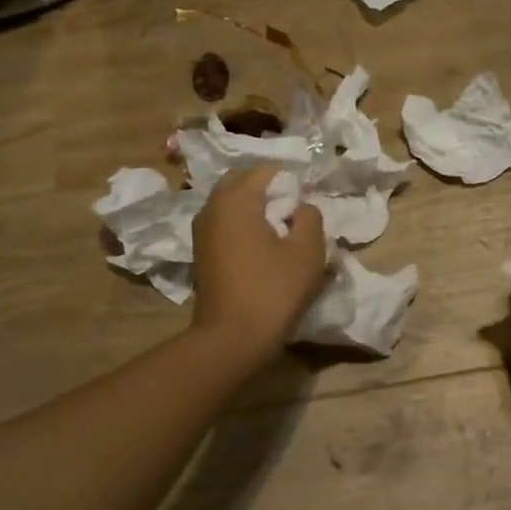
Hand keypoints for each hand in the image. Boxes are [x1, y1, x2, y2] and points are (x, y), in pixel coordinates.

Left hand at [191, 169, 327, 363]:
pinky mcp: (201, 252)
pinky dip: (243, 225)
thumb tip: (301, 207)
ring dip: (255, 208)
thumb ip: (310, 217)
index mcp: (236, 199)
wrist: (232, 338)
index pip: (266, 171)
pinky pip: (225, 224)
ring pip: (231, 204)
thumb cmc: (273, 290)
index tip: (307, 202)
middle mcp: (212, 207)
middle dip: (269, 190)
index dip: (291, 182)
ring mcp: (201, 230)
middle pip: (243, 183)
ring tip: (281, 229)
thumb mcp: (308, 251)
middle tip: (294, 211)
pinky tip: (263, 246)